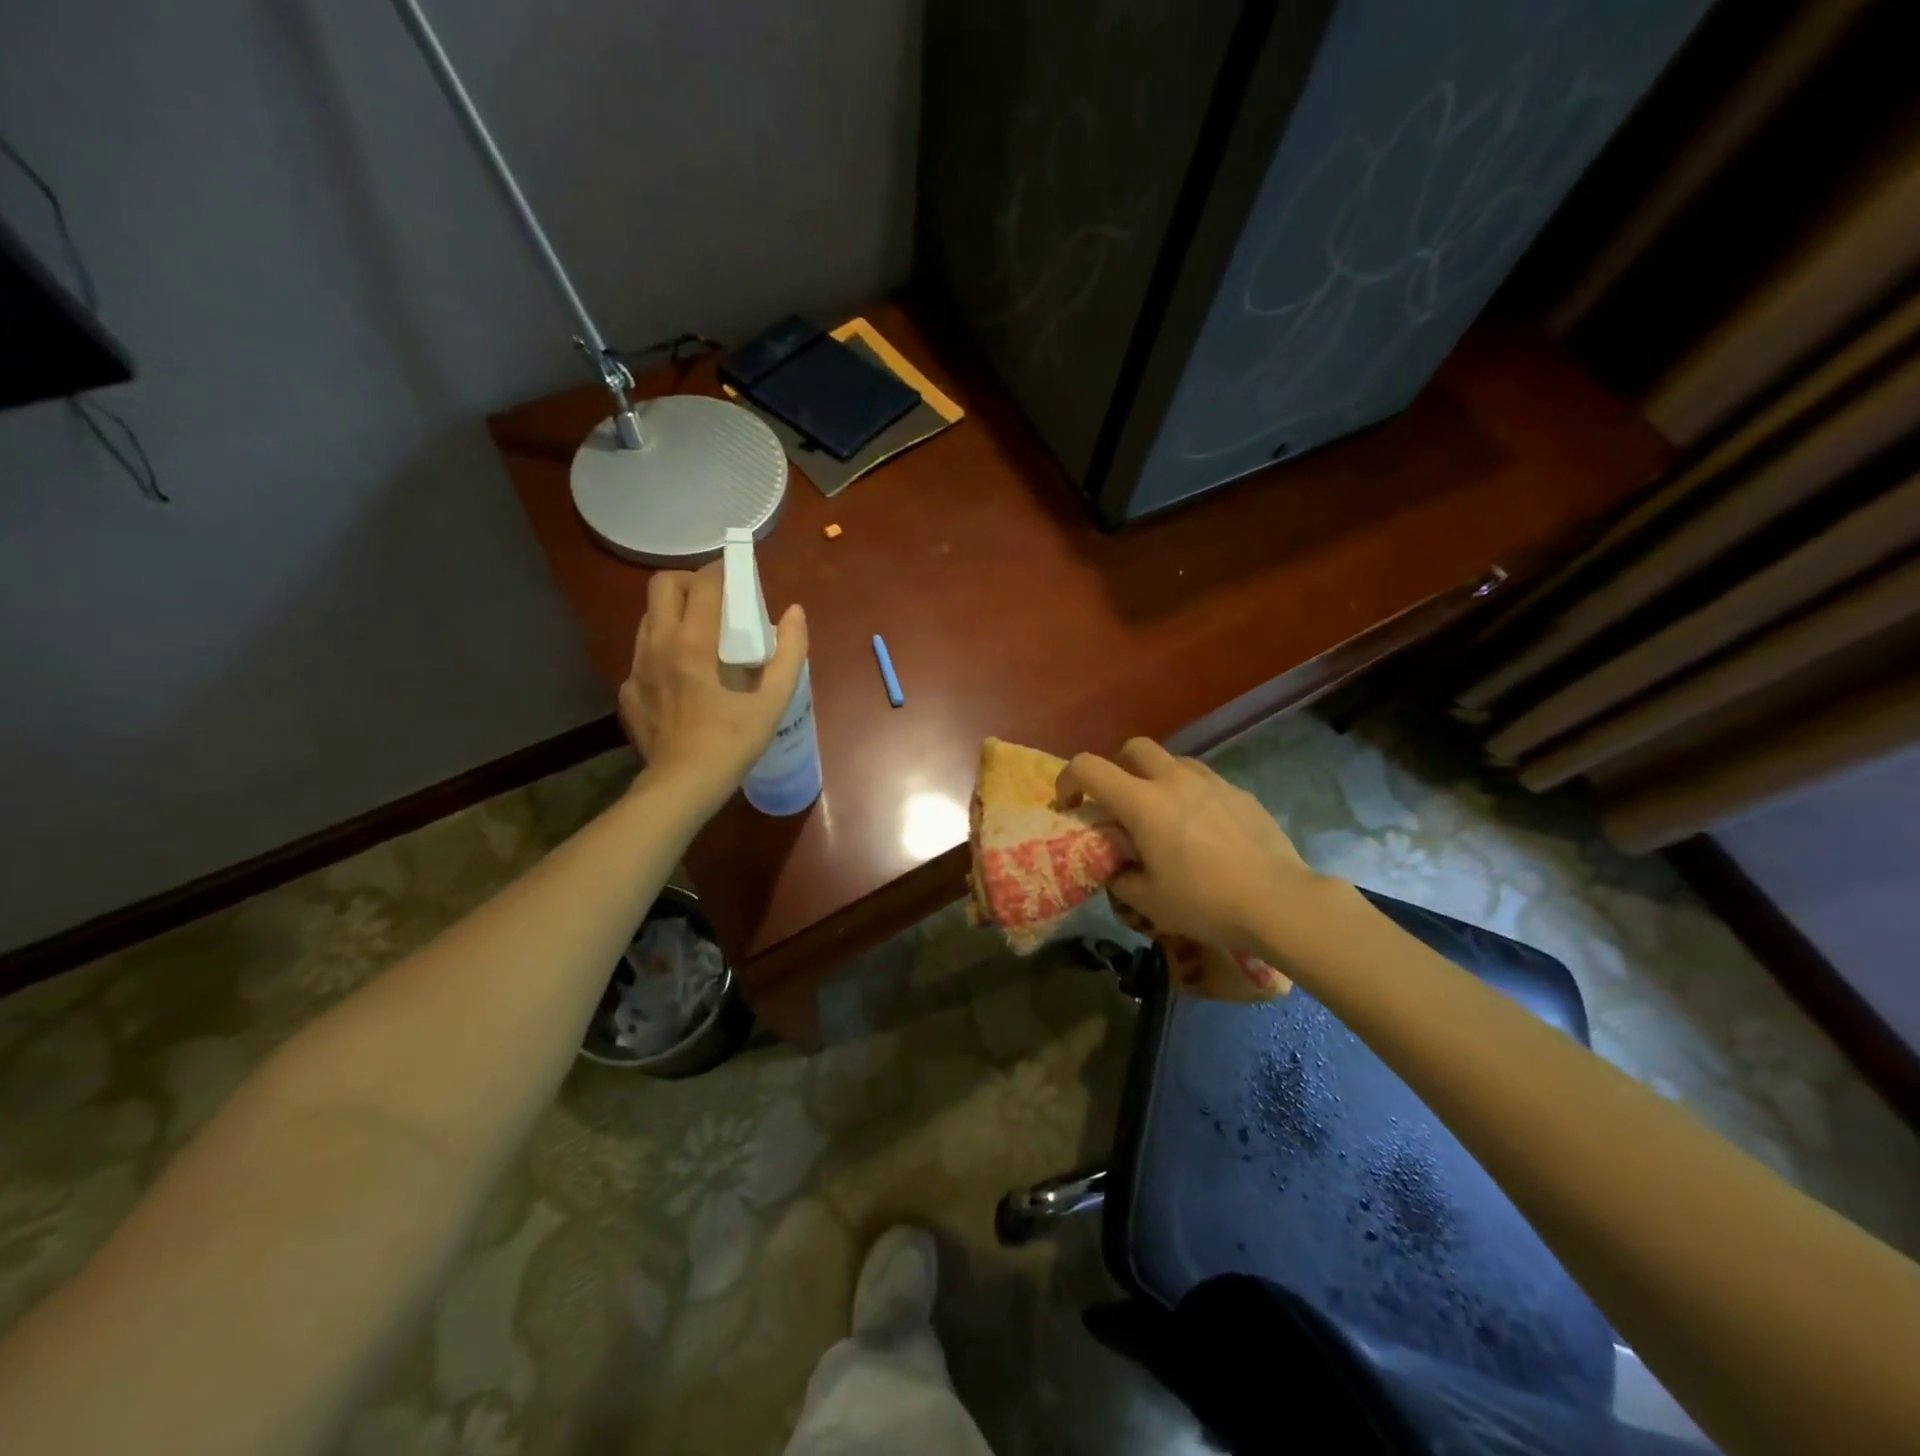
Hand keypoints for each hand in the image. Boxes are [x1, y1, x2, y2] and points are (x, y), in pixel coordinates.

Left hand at [618, 562, 807, 810]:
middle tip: (713, 601)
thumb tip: (795, 613)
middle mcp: (659, 643)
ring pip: (649, 618)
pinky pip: (642, 655)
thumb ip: (790, 650)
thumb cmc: (734, 739)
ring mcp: (637, 666)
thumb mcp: (774, 697)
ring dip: (674, 615)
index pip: (704, 583)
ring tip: (698, 637)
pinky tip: (680, 678)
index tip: (737, 575)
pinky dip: (662, 653)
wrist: (685, 783)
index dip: (723, 570)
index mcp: (695, 641)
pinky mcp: (627, 690)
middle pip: (662, 584)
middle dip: (689, 582)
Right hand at [1056, 738, 1319, 955]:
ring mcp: (1212, 782)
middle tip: (1119, 802)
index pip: (1088, 767)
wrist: (1279, 901)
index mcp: (1143, 803)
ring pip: (1172, 760)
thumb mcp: (1150, 901)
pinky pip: (1204, 781)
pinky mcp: (1240, 793)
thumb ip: (1121, 879)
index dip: (1068, 780)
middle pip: (1133, 747)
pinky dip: (1190, 794)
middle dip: (1116, 767)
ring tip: (1162, 814)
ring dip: (1155, 777)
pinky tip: (1202, 830)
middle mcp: (1174, 780)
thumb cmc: (1206, 902)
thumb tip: (1118, 869)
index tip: (1069, 805)